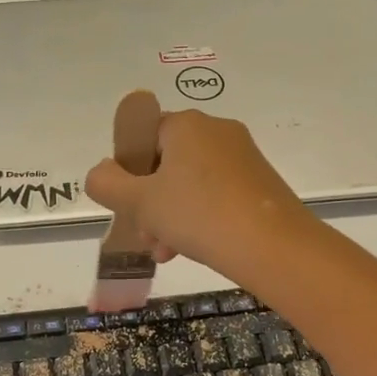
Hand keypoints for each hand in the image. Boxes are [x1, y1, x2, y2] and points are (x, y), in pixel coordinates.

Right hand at [84, 108, 314, 282]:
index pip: (140, 136)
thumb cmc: (199, 215)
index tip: (127, 204)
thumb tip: (101, 173)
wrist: (275, 246)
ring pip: (189, 181)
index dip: (126, 170)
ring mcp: (242, 154)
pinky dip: (199, 216)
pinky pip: (215, 192)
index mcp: (185, 124)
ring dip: (170, 214)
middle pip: (164, 162)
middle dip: (148, 201)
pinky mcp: (259, 180)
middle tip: (146, 235)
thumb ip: (107, 183)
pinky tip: (193, 248)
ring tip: (166, 252)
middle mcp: (215, 130)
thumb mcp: (140, 202)